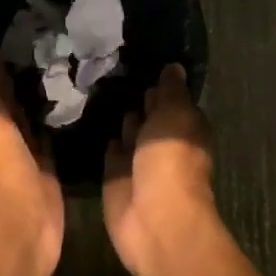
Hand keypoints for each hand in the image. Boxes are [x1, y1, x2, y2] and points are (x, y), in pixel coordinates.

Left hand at [0, 22, 62, 275]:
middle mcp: (1, 130)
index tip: (29, 17)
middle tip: (62, 30)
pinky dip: (65, 117)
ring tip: (78, 55)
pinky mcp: (50, 168)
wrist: (19, 228)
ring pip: (37, 112)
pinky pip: (56, 135)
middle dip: (31, 66)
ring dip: (49, 90)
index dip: (4, 48)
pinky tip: (85, 96)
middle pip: (15, 92)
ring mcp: (27, 151)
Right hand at [102, 64, 219, 275]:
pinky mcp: (116, 177)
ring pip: (129, 132)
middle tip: (110, 67)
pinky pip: (110, 151)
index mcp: (185, 129)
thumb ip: (171, 91)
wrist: (153, 218)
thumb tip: (174, 66)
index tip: (139, 57)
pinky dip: (105, 138)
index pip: (173, 100)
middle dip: (137, 98)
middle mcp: (163, 143)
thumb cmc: (171, 162)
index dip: (160, 83)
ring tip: (97, 86)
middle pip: (150, 115)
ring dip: (121, 117)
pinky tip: (89, 118)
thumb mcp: (175, 115)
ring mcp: (139, 162)